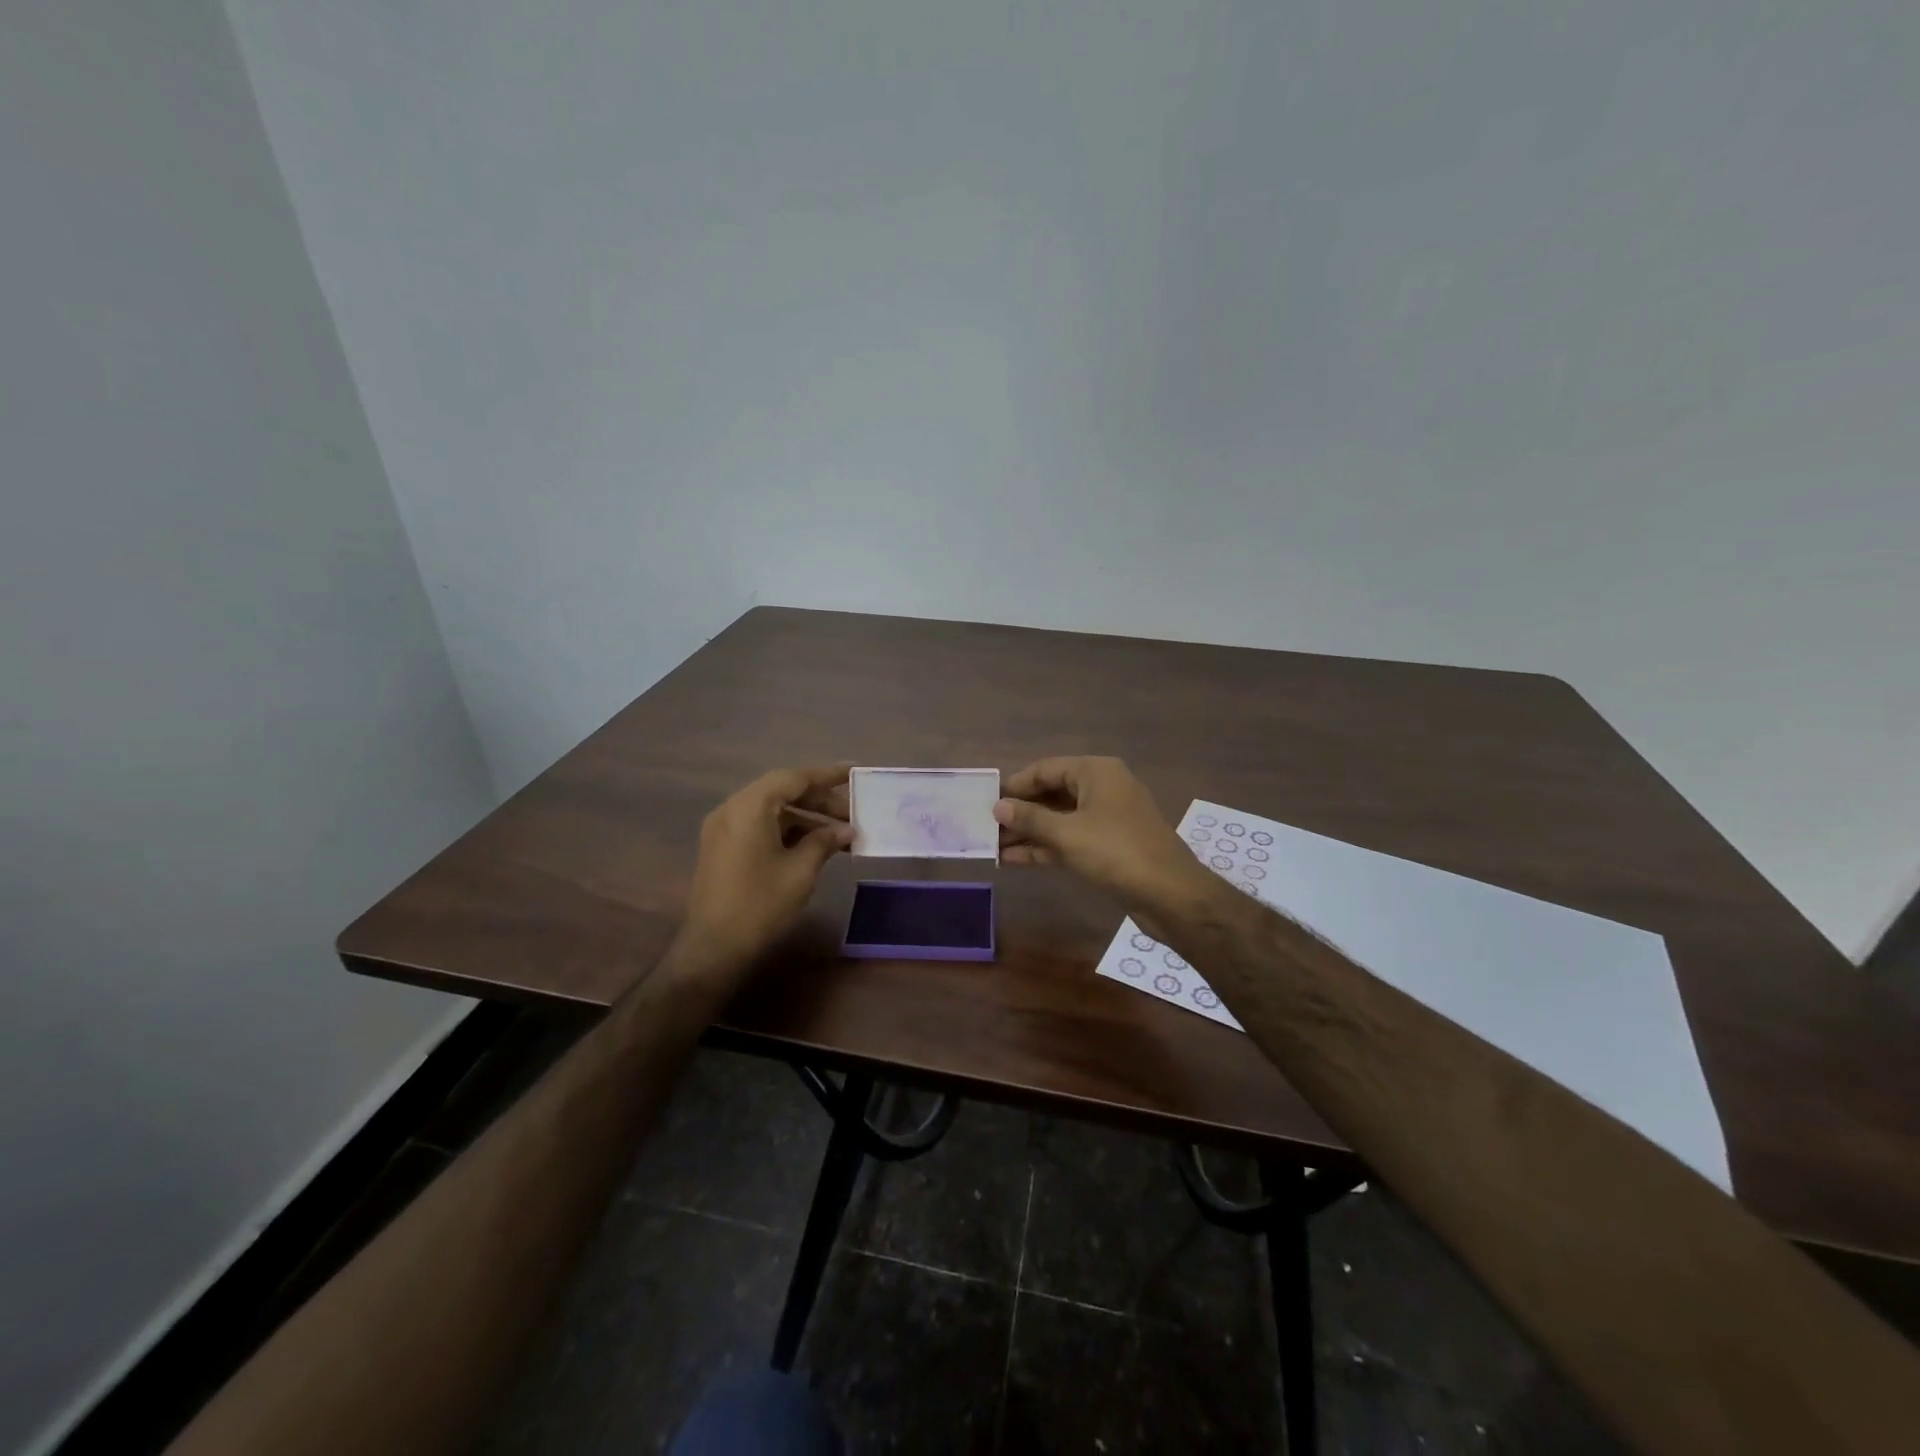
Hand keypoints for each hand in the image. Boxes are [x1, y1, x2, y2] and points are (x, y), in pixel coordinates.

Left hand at [678, 764, 853, 978]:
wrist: (713, 948)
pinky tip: (813, 845)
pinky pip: (760, 825)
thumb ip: (824, 841)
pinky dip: (787, 829)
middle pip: (782, 790)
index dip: (828, 775)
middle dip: (819, 799)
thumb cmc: (760, 904)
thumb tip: (846, 829)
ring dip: (805, 816)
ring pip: (772, 809)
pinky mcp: (723, 846)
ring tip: (839, 832)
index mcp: (750, 807)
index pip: (795, 777)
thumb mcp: (800, 871)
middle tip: (853, 813)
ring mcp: (724, 828)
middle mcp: (732, 808)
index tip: (855, 773)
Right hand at [994, 756, 1212, 915]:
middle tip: (986, 827)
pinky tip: (1014, 860)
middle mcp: (1103, 788)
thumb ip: (1030, 818)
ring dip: (1029, 833)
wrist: (1171, 894)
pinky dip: (1046, 848)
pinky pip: (1070, 839)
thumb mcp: (1067, 833)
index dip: (1015, 785)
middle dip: (1020, 812)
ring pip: (1060, 819)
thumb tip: (998, 807)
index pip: (1046, 769)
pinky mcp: (1109, 847)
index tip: (987, 802)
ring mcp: (1107, 819)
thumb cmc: (1116, 852)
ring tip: (993, 847)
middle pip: (1052, 793)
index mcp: (1096, 772)